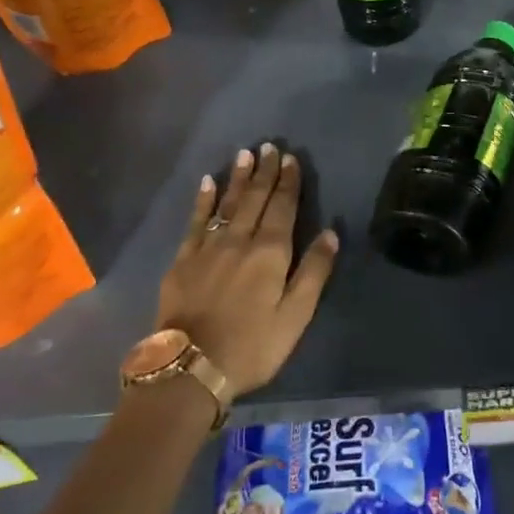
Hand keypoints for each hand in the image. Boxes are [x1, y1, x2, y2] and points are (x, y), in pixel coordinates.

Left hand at [156, 143, 338, 396]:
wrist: (190, 367)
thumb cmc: (252, 346)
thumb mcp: (295, 316)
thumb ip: (313, 272)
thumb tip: (331, 232)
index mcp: (270, 253)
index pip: (283, 208)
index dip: (288, 182)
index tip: (290, 158)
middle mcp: (239, 240)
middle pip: (255, 199)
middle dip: (264, 172)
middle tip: (269, 146)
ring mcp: (208, 248)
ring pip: (227, 204)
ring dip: (237, 178)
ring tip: (244, 154)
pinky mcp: (183, 260)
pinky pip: (195, 221)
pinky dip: (203, 200)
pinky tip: (207, 183)